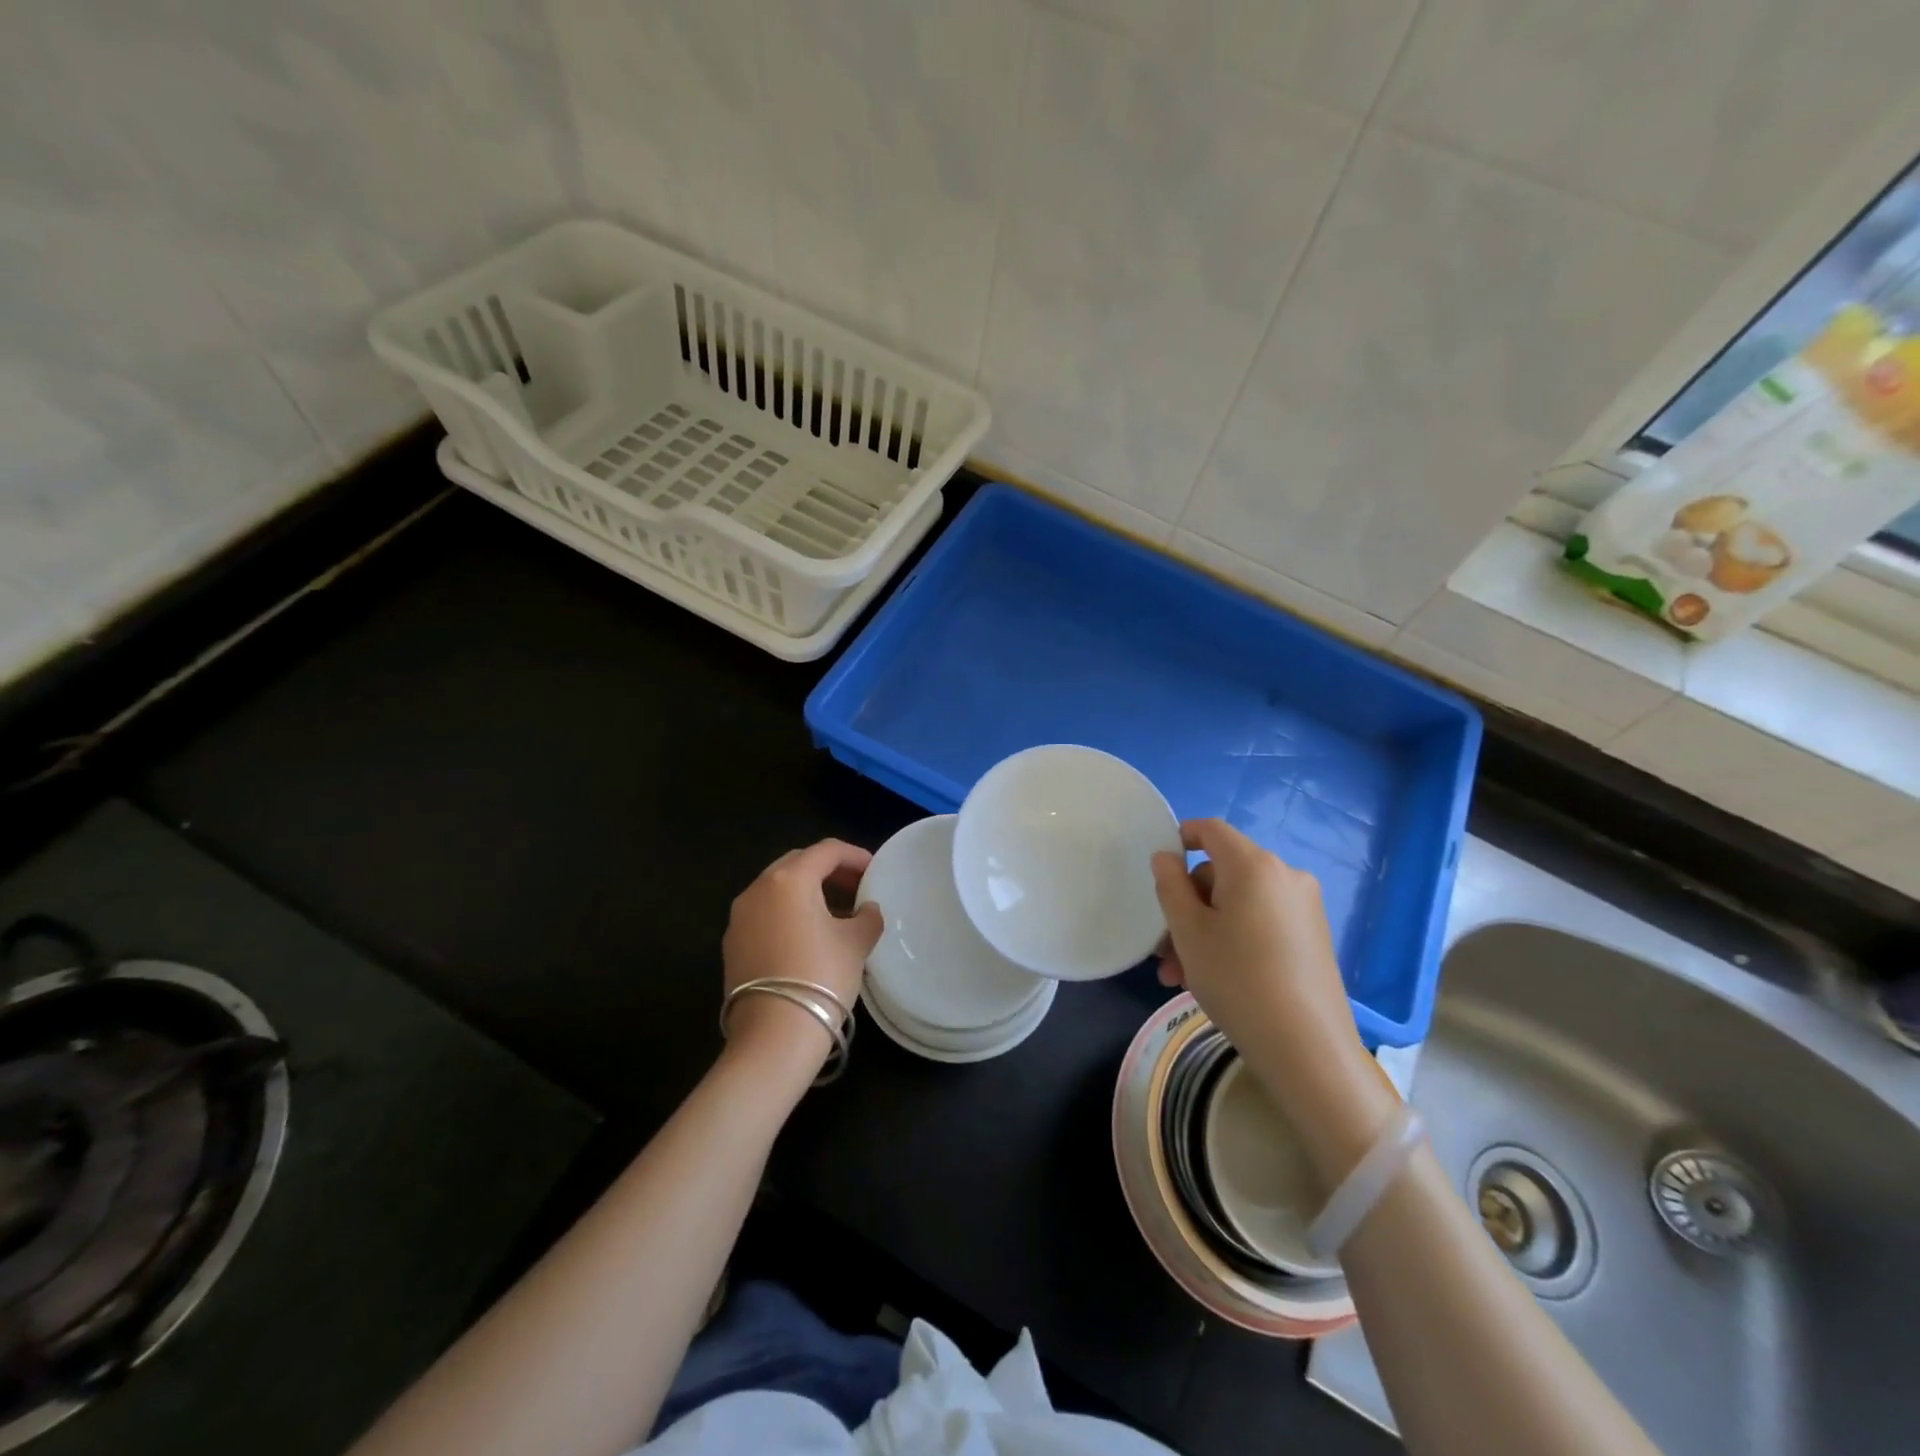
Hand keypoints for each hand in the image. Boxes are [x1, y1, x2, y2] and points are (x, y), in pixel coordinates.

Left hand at [721, 840, 882, 1074]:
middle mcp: (758, 889)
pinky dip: (788, 913)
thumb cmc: (821, 977)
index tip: (874, 870)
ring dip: (807, 892)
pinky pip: (765, 913)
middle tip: (856, 887)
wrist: (774, 1036)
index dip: (854, 856)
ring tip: (836, 913)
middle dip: (829, 870)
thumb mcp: (856, 943)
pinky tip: (809, 936)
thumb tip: (867, 910)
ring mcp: (739, 917)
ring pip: (778, 888)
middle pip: (798, 863)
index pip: (826, 851)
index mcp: (789, 880)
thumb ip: (867, 917)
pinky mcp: (732, 943)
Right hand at [1151, 818, 1396, 1179]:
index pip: (1211, 829)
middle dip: (1188, 907)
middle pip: (1222, 873)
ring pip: (1238, 904)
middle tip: (1164, 950)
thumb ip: (1170, 885)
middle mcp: (1285, 876)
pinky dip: (1233, 940)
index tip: (1159, 869)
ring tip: (1180, 976)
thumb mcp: (1188, 930)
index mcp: (1254, 865)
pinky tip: (1213, 979)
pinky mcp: (1313, 937)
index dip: (1181, 838)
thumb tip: (1166, 857)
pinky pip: (1261, 923)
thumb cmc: (1236, 978)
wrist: (1306, 1046)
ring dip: (1205, 931)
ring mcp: (1303, 907)